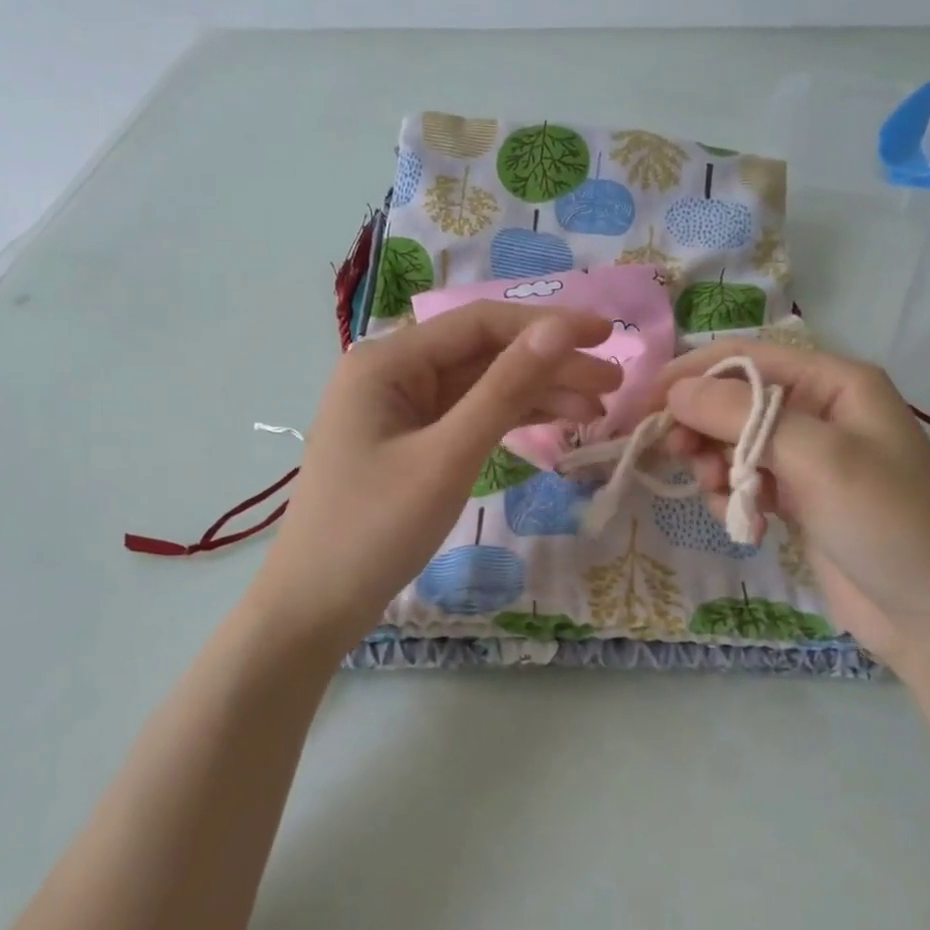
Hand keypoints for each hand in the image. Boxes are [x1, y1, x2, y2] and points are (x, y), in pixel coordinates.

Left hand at [251, 303, 619, 649]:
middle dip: (548, 364)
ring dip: (537, 393)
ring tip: (598, 409)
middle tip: (613, 384)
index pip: (480, 324)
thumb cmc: (375, 530)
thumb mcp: (448, 457)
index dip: (547, 325)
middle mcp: (392, 372)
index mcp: (387, 361)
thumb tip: (560, 328)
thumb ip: (506, 389)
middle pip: (484, 353)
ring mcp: (400, 408)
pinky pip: (468, 416)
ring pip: (481, 386)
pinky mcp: (410, 441)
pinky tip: (556, 423)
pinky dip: (510, 419)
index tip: (607, 337)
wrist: (315, 605)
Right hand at [653, 341, 929, 667]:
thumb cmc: (887, 523)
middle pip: (733, 400)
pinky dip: (731, 496)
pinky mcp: (797, 498)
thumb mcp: (818, 458)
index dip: (691, 374)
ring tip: (717, 495)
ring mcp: (807, 457)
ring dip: (714, 465)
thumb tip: (675, 391)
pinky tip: (743, 524)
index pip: (745, 358)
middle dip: (700, 425)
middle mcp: (819, 410)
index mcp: (834, 382)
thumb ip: (742, 417)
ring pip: (732, 442)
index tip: (643, 403)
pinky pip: (744, 480)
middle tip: (675, 455)